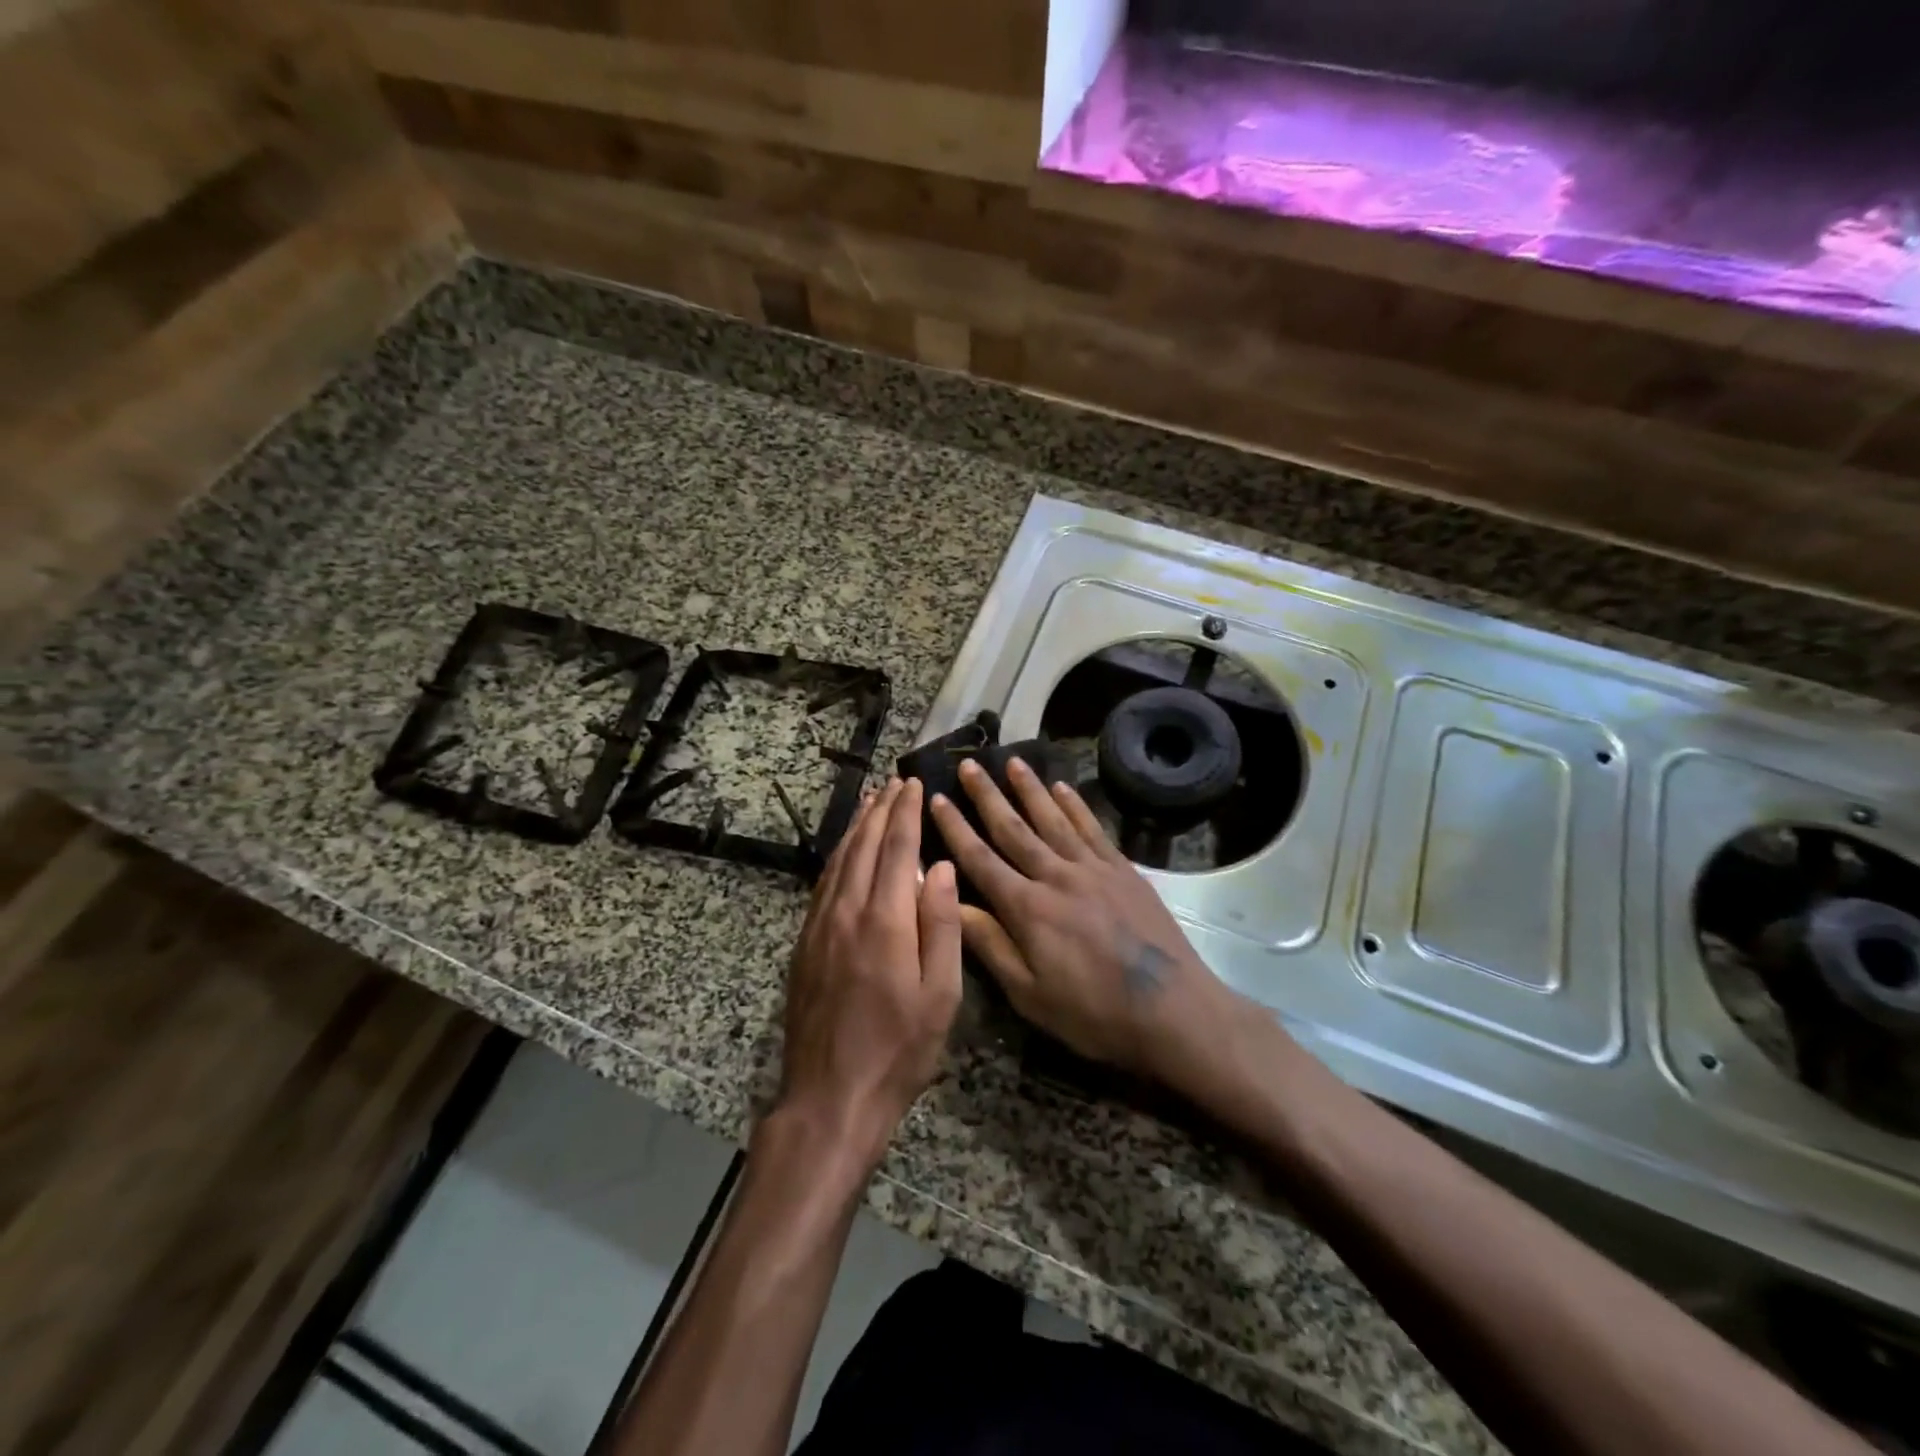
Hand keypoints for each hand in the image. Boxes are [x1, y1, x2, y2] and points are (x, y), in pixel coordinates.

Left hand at [776, 779, 963, 1172]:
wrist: (830, 1096)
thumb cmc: (899, 1050)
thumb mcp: (940, 995)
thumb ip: (942, 925)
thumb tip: (943, 868)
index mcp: (884, 921)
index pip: (897, 849)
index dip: (906, 813)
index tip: (914, 783)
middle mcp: (846, 912)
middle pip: (863, 846)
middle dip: (881, 810)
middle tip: (894, 782)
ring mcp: (819, 927)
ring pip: (838, 861)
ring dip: (856, 827)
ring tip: (871, 803)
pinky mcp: (805, 944)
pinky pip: (823, 885)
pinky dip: (837, 857)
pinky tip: (845, 852)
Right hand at [929, 758, 1249, 1089]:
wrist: (1173, 1010)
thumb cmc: (1093, 1013)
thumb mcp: (1029, 994)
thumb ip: (989, 944)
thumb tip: (948, 902)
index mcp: (1027, 908)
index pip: (980, 859)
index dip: (955, 828)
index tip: (936, 799)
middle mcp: (1056, 876)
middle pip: (1014, 828)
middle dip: (987, 796)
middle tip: (969, 765)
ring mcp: (1093, 868)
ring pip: (1053, 819)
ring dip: (1030, 788)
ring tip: (1012, 761)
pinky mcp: (1123, 869)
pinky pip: (1092, 828)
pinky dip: (1075, 805)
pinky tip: (1062, 787)